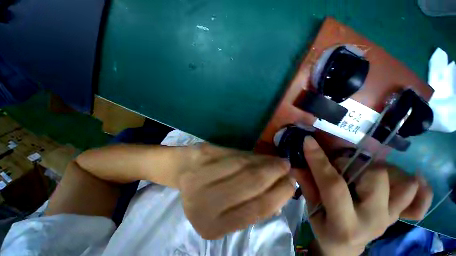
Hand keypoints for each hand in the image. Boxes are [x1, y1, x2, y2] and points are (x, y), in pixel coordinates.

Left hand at [178, 144, 294, 239]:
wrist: (182, 170)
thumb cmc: (204, 193)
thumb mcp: (224, 209)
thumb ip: (249, 205)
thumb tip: (280, 198)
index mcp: (212, 225)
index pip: (255, 210)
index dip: (278, 195)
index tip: (291, 184)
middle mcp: (205, 202)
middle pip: (251, 184)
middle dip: (274, 174)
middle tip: (288, 167)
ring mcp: (202, 174)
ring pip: (244, 165)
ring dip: (265, 162)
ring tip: (278, 160)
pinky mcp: (204, 154)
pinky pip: (235, 153)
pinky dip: (251, 154)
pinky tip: (260, 155)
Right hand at [293, 137, 432, 255]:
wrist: (346, 248)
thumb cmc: (325, 230)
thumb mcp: (311, 211)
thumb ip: (306, 185)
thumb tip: (295, 164)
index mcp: (345, 224)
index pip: (334, 185)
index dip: (319, 160)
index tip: (308, 141)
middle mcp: (374, 220)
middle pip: (374, 177)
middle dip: (352, 163)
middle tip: (338, 164)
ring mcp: (391, 217)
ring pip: (395, 179)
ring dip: (374, 167)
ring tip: (357, 170)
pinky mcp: (399, 214)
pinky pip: (417, 196)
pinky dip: (416, 185)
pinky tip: (410, 177)